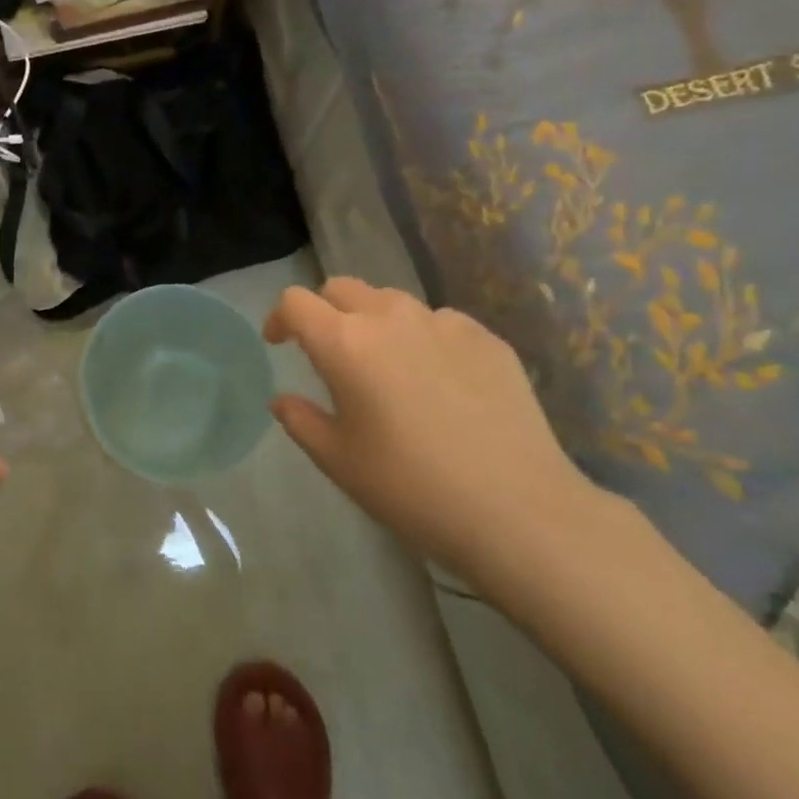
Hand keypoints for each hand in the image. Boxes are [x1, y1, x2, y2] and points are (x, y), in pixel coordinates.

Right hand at [265, 279, 603, 593]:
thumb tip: (282, 400)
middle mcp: (390, 318)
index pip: (296, 302)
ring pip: (392, 302)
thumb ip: (300, 421)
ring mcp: (444, 323)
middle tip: (328, 351)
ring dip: (374, 321)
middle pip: (342, 288)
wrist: (518, 510)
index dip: (280, 317)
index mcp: (345, 343)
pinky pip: (439, 322)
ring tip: (385, 364)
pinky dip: (423, 339)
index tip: (279, 344)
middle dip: (324, 311)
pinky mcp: (487, 338)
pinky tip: (438, 382)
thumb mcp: (338, 460)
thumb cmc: (411, 487)